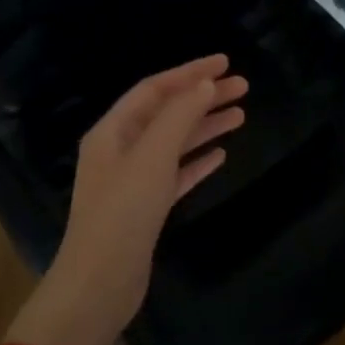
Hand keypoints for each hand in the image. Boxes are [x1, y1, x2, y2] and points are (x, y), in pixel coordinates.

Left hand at [14, 56, 245, 344]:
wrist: (101, 281)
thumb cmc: (123, 213)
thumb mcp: (152, 157)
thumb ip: (179, 117)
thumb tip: (205, 85)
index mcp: (112, 132)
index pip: (154, 89)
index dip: (189, 72)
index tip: (225, 62)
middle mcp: (120, 150)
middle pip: (167, 113)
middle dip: (203, 97)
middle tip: (243, 87)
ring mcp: (133, 180)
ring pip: (175, 143)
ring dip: (205, 126)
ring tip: (241, 115)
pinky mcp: (147, 208)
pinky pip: (176, 174)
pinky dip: (198, 161)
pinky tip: (221, 155)